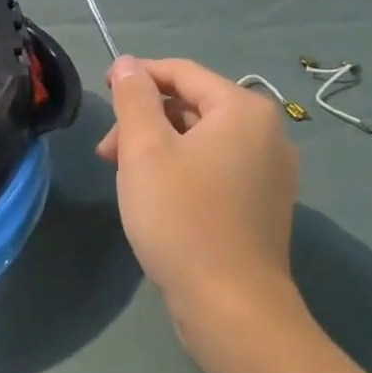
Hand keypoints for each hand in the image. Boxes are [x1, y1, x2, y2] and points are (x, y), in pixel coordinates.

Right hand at [96, 56, 302, 341]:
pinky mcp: (263, 205)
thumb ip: (134, 98)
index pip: (182, 72)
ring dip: (158, 147)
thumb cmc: (182, 218)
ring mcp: (270, 172)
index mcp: (243, 110)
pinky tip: (156, 198)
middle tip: (107, 153)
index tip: (102, 92)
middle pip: (192, 106)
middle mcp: (267, 133)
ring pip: (201, 140)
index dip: (138, 76)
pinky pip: (216, 168)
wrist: (232, 308)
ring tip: (125, 179)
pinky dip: (182, 170)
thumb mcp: (145, 149)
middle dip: (144, 121)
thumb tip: (128, 64)